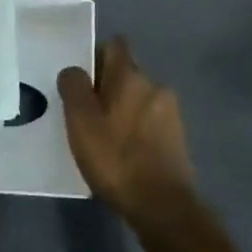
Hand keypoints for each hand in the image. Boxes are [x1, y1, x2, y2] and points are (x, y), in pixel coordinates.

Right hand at [57, 38, 195, 221]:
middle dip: (107, 86)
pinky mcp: (177, 137)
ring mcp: (170, 112)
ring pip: (138, 98)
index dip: (95, 55)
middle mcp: (155, 85)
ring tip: (103, 136)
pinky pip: (149, 120)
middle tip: (85, 112)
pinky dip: (135, 128)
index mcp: (130, 76)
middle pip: (126, 73)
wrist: (162, 207)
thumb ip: (74, 87)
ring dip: (122, 109)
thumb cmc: (116, 158)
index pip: (114, 45)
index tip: (80, 79)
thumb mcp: (81, 122)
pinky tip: (123, 152)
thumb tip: (74, 70)